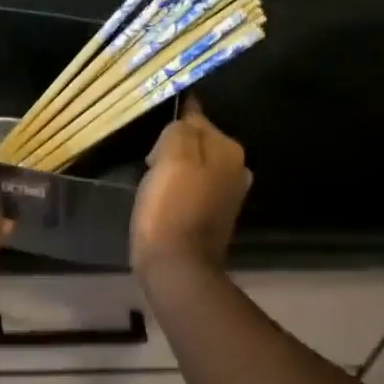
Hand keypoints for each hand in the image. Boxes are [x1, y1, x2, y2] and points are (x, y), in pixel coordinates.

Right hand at [131, 98, 251, 278]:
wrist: (177, 267)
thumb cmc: (169, 208)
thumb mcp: (170, 155)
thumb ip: (179, 129)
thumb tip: (183, 122)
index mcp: (228, 149)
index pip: (196, 116)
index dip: (169, 124)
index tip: (148, 134)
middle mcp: (236, 167)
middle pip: (195, 142)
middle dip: (171, 147)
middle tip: (147, 162)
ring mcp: (228, 194)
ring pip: (193, 165)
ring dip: (172, 169)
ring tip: (150, 181)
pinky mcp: (214, 215)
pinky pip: (191, 188)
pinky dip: (176, 190)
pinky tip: (161, 200)